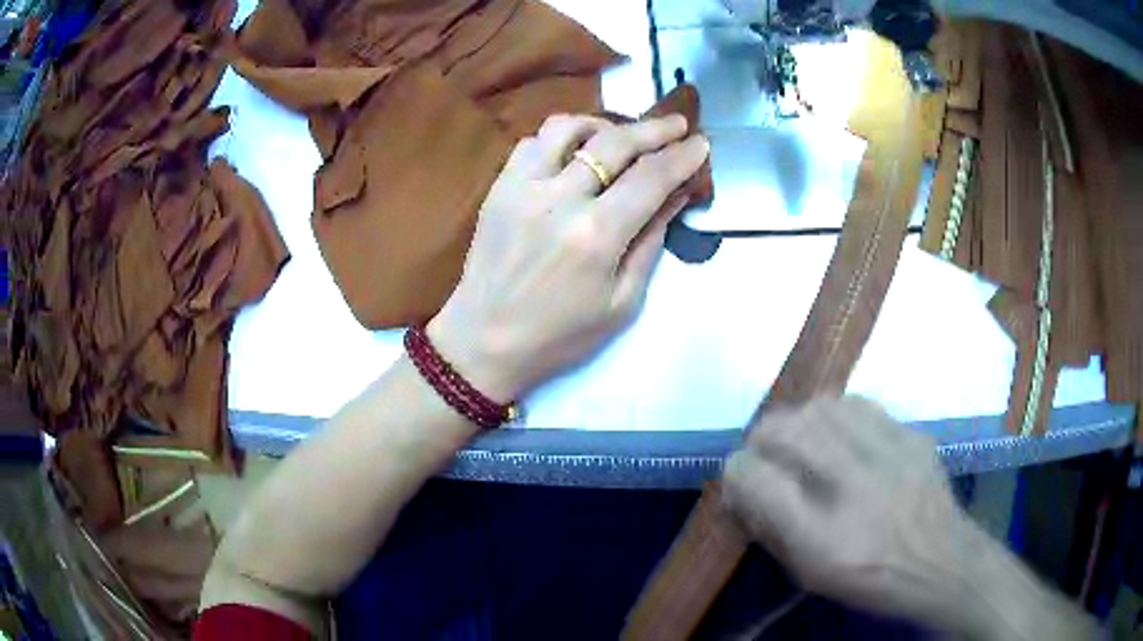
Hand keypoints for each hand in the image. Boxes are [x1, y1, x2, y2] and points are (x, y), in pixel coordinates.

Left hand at [428, 114, 709, 401]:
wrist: (485, 340)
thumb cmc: (560, 334)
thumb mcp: (622, 302)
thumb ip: (651, 242)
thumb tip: (676, 195)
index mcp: (596, 235)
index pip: (651, 178)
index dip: (682, 156)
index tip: (701, 143)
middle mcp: (558, 199)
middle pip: (615, 142)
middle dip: (654, 129)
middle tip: (678, 124)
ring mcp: (522, 187)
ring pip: (567, 127)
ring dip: (603, 124)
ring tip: (622, 136)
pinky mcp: (499, 186)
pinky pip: (532, 142)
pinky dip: (562, 138)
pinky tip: (576, 152)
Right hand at [723, 397, 973, 623]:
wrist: (943, 563)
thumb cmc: (871, 579)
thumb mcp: (812, 574)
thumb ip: (773, 531)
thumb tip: (746, 489)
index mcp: (823, 537)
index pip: (757, 481)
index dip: (736, 473)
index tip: (737, 477)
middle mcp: (854, 487)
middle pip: (787, 431)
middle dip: (762, 437)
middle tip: (763, 452)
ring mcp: (889, 454)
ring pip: (823, 408)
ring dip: (799, 420)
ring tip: (801, 438)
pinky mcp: (911, 435)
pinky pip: (861, 406)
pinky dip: (838, 414)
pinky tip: (841, 432)